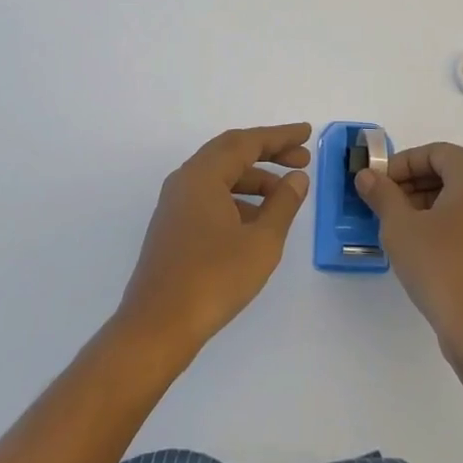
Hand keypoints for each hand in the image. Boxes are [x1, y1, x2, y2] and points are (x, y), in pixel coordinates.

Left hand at [116, 124, 311, 354]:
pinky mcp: (173, 227)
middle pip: (232, 153)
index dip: (280, 137)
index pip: (247, 142)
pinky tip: (257, 221)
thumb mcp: (261, 241)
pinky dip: (237, 198)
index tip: (306, 134)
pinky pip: (210, 196)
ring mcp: (176, 204)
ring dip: (254, 179)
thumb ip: (283, 204)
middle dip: (268, 153)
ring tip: (285, 195)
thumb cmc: (213, 279)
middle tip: (302, 160)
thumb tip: (297, 178)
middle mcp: (186, 180)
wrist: (157, 328)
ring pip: (221, 176)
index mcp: (203, 174)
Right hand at [356, 143, 462, 363]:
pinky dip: (450, 223)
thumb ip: (382, 195)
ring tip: (401, 228)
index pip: (435, 153)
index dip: (402, 165)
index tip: (378, 184)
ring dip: (430, 204)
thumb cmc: (443, 268)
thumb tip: (367, 176)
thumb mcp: (401, 228)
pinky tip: (427, 249)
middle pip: (451, 172)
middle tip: (385, 205)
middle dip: (414, 184)